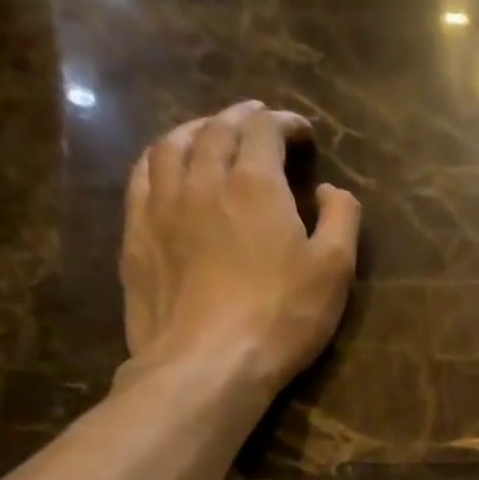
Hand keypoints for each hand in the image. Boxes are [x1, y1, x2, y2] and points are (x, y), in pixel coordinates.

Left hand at [121, 101, 360, 393]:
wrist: (209, 361)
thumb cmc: (282, 318)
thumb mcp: (334, 273)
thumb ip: (340, 221)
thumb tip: (331, 190)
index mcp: (255, 183)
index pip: (266, 130)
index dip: (285, 124)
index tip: (302, 132)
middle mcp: (203, 176)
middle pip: (218, 128)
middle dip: (242, 118)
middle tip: (258, 122)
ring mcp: (162, 202)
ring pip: (174, 143)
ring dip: (197, 128)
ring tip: (211, 133)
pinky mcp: (138, 231)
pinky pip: (144, 174)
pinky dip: (162, 158)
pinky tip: (168, 166)